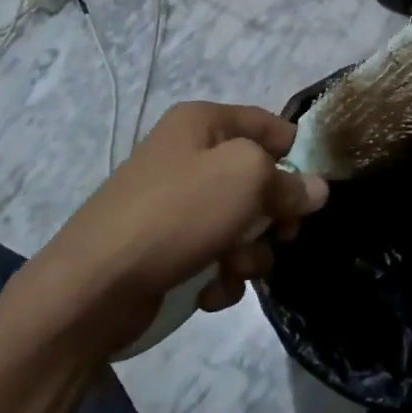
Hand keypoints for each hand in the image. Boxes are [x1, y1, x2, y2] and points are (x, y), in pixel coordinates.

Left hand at [30, 101, 329, 353]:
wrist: (95, 287)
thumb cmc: (178, 214)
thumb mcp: (246, 180)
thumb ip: (287, 181)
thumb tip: (316, 188)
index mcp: (201, 123)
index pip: (266, 124)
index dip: (294, 152)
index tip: (314, 187)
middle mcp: (187, 155)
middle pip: (256, 178)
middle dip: (272, 213)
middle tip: (283, 235)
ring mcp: (174, 205)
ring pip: (239, 223)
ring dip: (247, 252)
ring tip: (232, 269)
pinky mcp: (166, 248)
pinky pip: (214, 255)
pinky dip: (220, 274)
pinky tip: (209, 290)